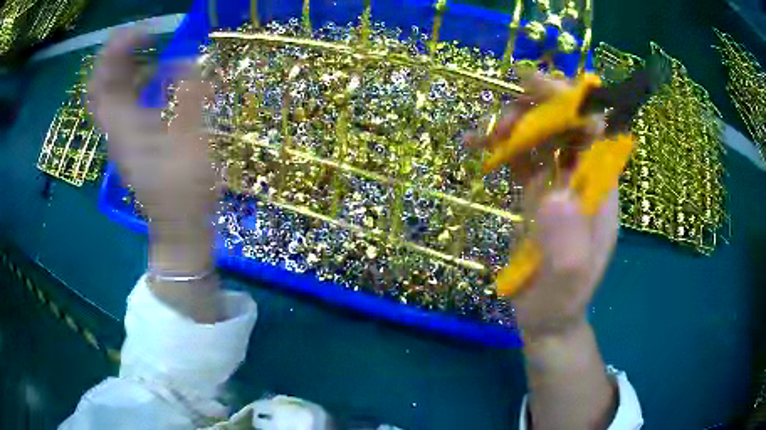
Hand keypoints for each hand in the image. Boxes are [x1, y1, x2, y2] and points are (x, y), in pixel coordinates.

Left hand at [89, 29, 215, 272]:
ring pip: (107, 92)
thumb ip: (187, 98)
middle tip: (139, 33)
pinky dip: (129, 80)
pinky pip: (119, 102)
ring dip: (121, 64)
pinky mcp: (128, 138)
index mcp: (124, 128)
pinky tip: (150, 73)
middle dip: (114, 53)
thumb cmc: (185, 190)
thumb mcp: (192, 143)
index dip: (118, 50)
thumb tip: (187, 60)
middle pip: (99, 84)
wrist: (177, 224)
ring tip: (145, 45)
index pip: (105, 81)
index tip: (146, 30)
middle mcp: (114, 129)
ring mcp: (119, 134)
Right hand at [473, 72, 617, 339]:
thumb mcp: (566, 284)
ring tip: (481, 136)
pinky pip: (523, 155)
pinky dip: (500, 144)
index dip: (571, 102)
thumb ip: (568, 246)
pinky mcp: (539, 192)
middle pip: (566, 124)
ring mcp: (560, 183)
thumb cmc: (560, 302)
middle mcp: (583, 178)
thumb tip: (555, 195)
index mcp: (599, 191)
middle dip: (536, 109)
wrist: (547, 318)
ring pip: (542, 134)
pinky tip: (476, 146)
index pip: (595, 130)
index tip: (536, 86)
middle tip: (501, 115)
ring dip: (514, 124)